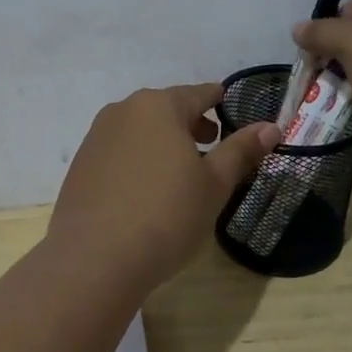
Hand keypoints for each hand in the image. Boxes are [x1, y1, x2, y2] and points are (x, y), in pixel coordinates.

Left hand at [47, 83, 278, 289]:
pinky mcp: (81, 165)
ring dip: (162, 142)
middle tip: (211, 144)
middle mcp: (123, 111)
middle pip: (166, 109)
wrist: (95, 258)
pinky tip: (146, 190)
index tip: (229, 105)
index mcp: (159, 106)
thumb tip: (270, 127)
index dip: (218, 100)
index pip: (198, 93)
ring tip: (180, 171)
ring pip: (140, 130)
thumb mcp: (214, 184)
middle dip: (190, 123)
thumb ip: (241, 150)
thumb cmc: (166, 215)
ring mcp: (96, 137)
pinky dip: (137, 160)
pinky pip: (118, 152)